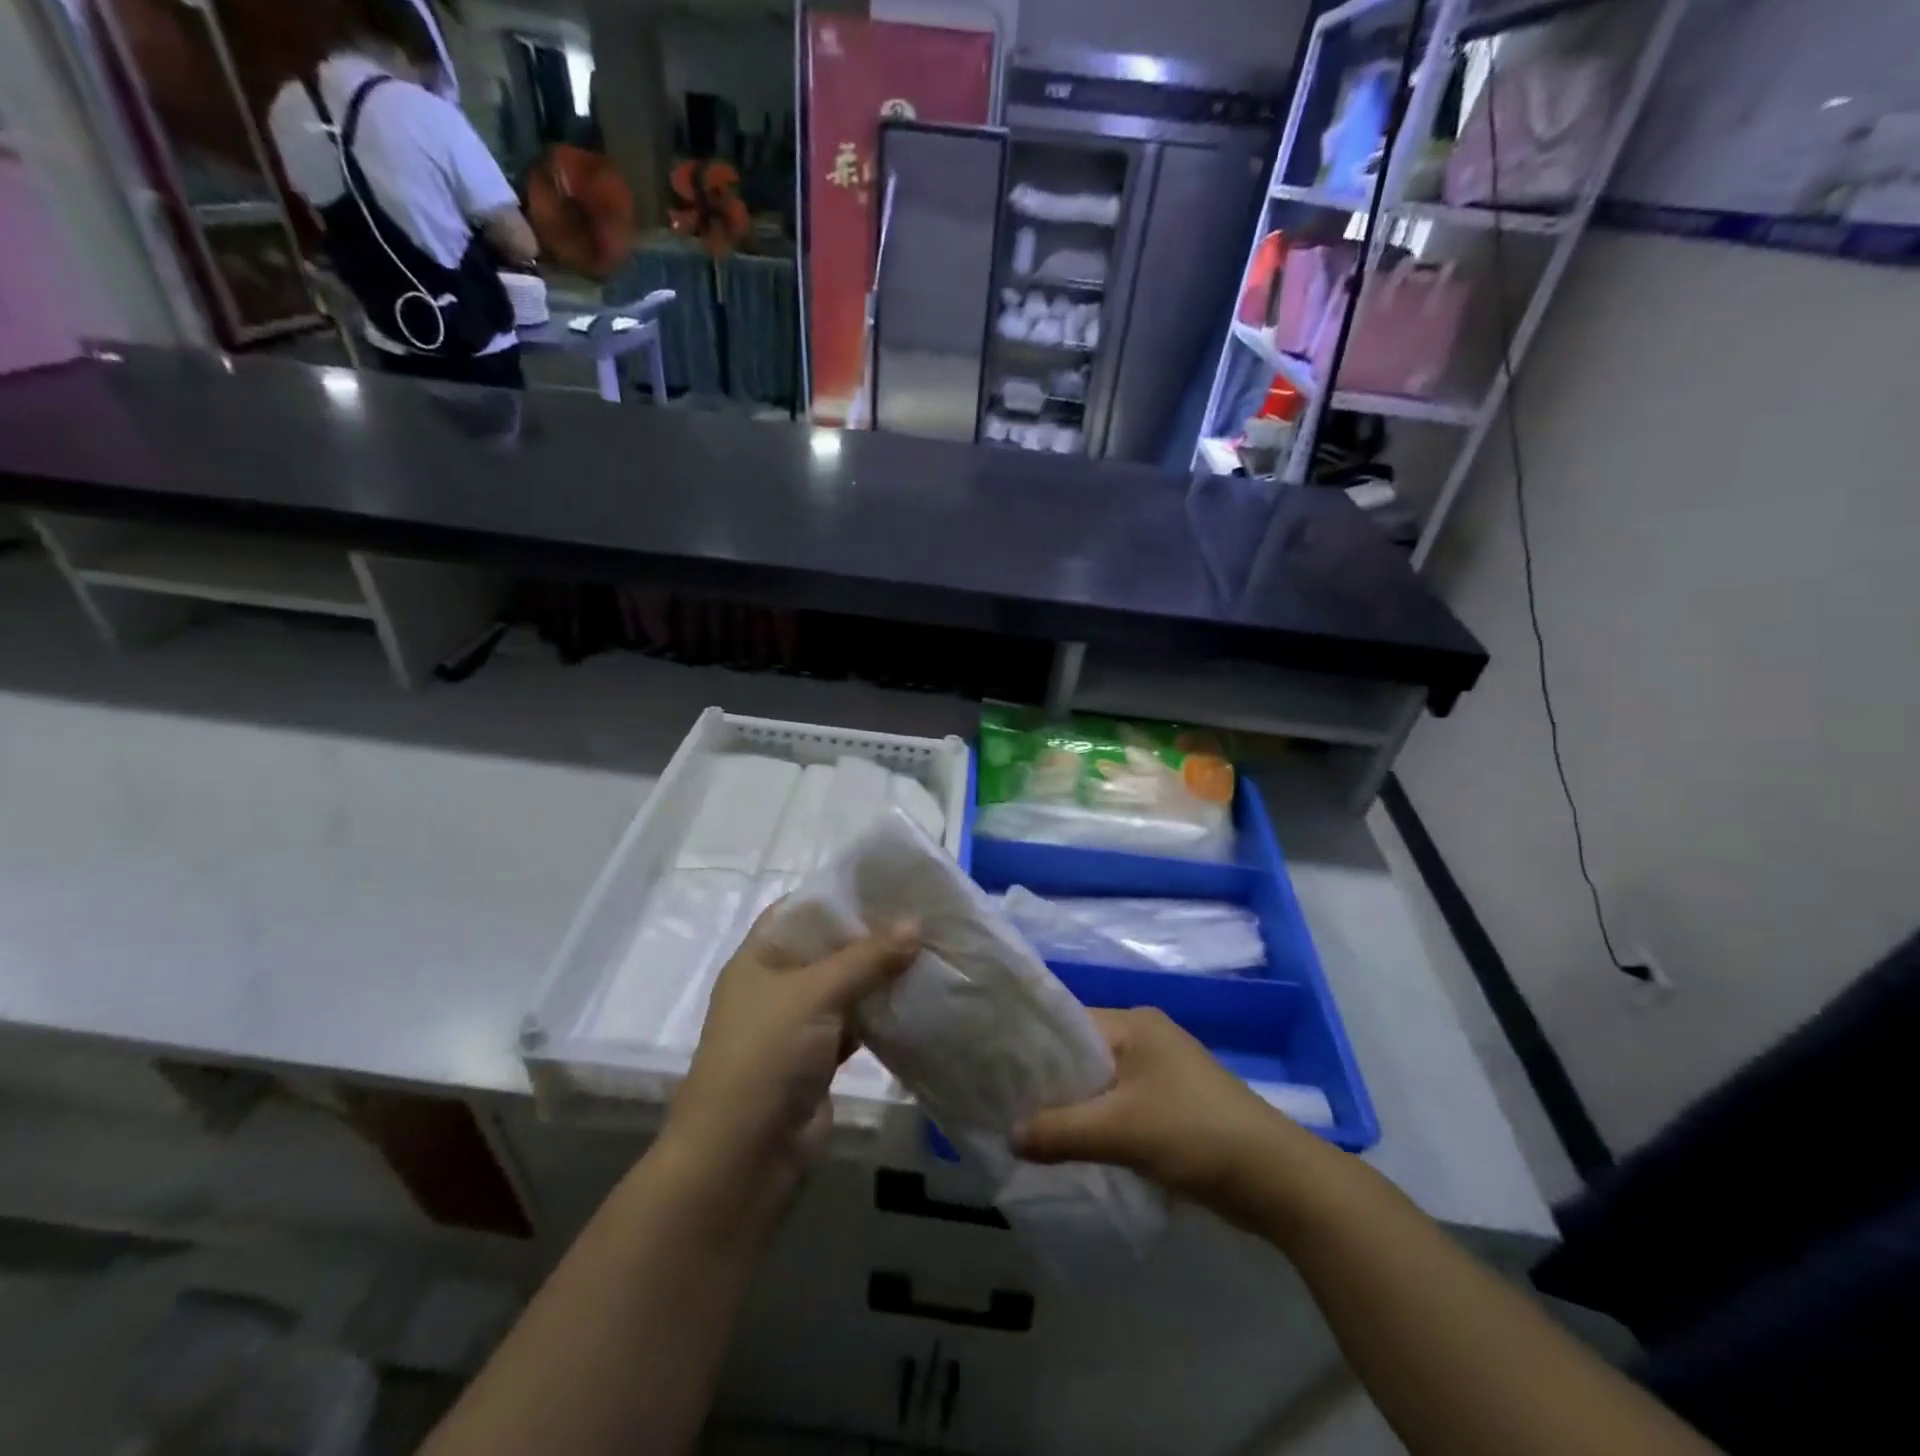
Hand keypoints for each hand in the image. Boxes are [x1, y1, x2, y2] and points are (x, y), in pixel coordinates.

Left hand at [660, 909, 918, 1217]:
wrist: (743, 1159)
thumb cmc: (766, 1057)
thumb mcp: (815, 994)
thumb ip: (867, 957)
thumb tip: (916, 924)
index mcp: (759, 958)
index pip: (800, 910)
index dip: (839, 894)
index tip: (887, 882)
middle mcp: (777, 986)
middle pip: (828, 948)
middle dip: (871, 935)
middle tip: (923, 915)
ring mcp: (798, 1026)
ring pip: (846, 987)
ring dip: (881, 975)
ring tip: (931, 950)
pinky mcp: (819, 1060)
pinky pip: (856, 1024)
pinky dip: (882, 1013)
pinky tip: (918, 998)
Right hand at [1014, 1007, 1329, 1224]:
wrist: (1278, 1180)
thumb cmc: (1195, 1134)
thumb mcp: (1121, 1130)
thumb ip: (1060, 1131)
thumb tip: (1008, 1135)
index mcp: (1134, 1024)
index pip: (1067, 1023)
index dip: (1032, 1049)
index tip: (996, 1074)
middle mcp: (1146, 1037)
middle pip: (1082, 1055)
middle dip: (1050, 1084)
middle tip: (1006, 1109)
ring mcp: (1161, 1072)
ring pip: (1100, 1084)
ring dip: (1073, 1108)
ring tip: (1030, 1132)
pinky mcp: (1172, 1105)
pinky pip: (1120, 1105)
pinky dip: (1097, 1123)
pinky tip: (1073, 1147)